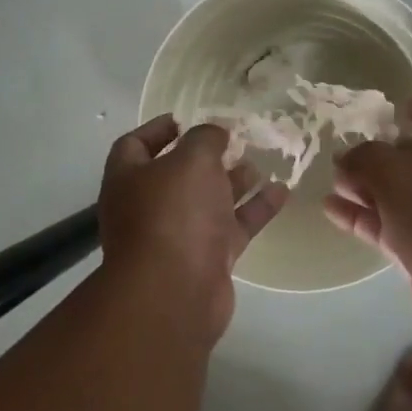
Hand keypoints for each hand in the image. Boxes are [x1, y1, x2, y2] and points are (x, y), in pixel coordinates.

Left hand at [97, 115, 287, 343]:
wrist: (176, 292)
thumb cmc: (174, 213)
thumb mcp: (191, 160)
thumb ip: (205, 139)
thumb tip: (214, 132)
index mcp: (129, 178)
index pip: (135, 145)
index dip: (159, 128)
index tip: (187, 118)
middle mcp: (149, 206)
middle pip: (177, 175)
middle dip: (206, 157)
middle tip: (235, 140)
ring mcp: (178, 235)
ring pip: (208, 201)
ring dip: (233, 181)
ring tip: (260, 162)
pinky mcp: (207, 258)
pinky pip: (233, 226)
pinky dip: (255, 209)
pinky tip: (282, 191)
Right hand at [324, 98, 411, 352]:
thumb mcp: (397, 173)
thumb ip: (367, 159)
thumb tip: (346, 160)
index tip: (396, 109)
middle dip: (383, 154)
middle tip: (346, 151)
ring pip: (400, 197)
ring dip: (367, 187)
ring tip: (332, 180)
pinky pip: (389, 228)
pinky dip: (362, 218)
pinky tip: (330, 210)